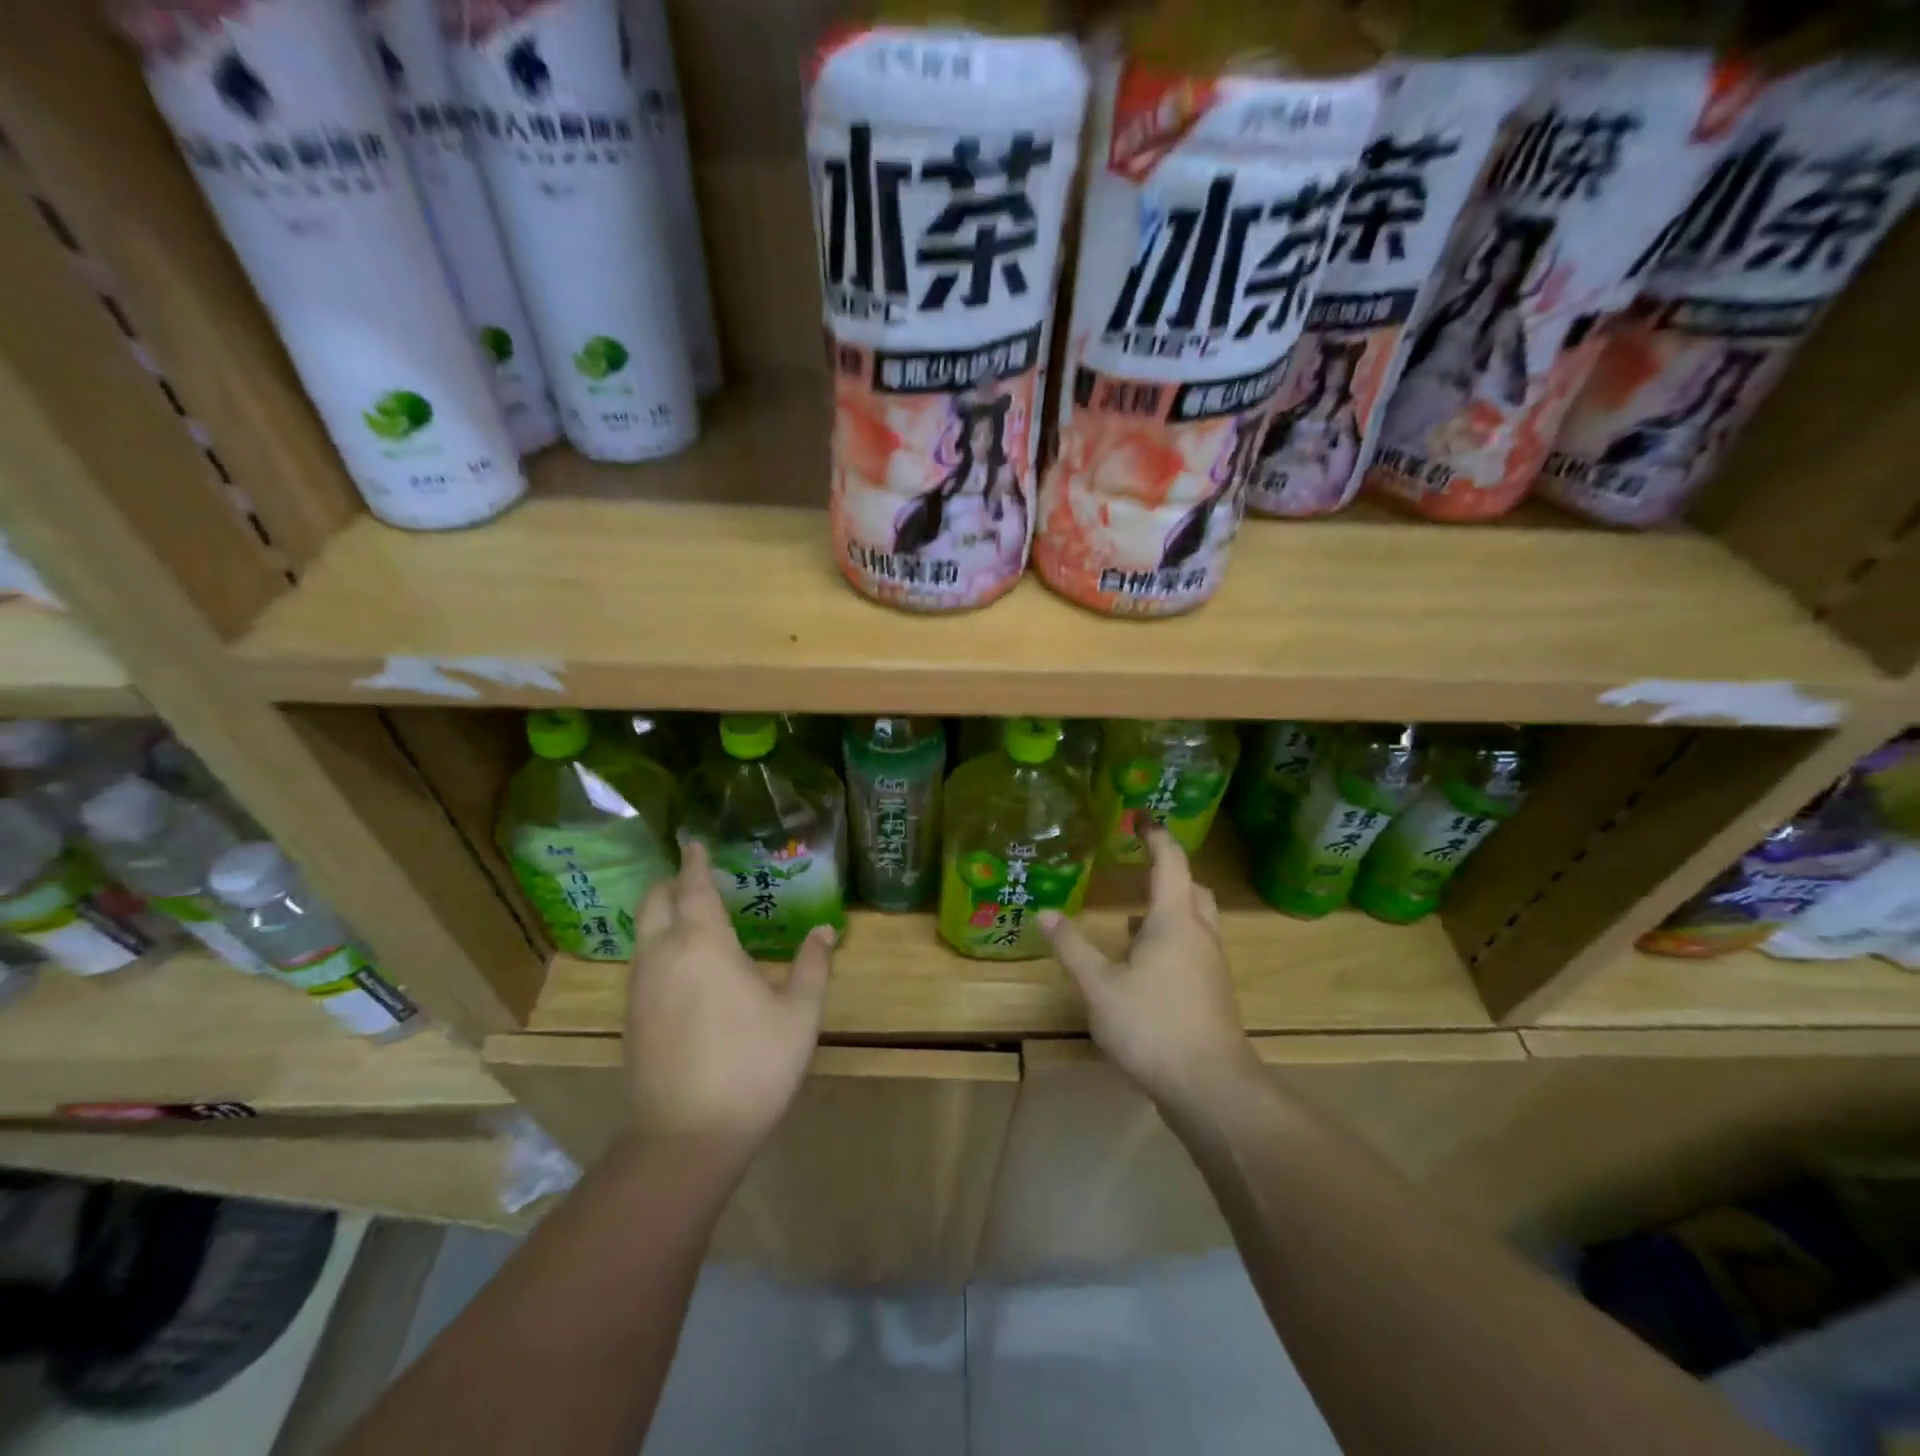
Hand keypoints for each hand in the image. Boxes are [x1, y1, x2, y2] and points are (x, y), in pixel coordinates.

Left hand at [623, 841, 834, 1161]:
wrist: (685, 1139)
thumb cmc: (752, 1065)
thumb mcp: (799, 1014)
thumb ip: (811, 965)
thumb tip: (825, 930)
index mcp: (703, 943)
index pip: (692, 887)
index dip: (695, 862)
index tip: (695, 842)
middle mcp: (662, 955)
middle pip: (654, 902)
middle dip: (672, 883)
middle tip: (695, 877)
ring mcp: (639, 988)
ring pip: (643, 933)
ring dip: (662, 914)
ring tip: (692, 917)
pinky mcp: (630, 1018)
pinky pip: (642, 962)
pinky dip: (658, 945)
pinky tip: (683, 966)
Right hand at [1040, 830, 1263, 1122]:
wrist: (1211, 1087)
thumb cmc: (1152, 1026)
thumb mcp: (1099, 987)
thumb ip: (1072, 948)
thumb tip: (1045, 914)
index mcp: (1175, 919)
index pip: (1170, 861)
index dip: (1155, 834)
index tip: (1140, 817)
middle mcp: (1200, 933)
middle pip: (1191, 887)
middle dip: (1169, 871)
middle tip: (1141, 865)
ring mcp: (1212, 964)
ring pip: (1196, 919)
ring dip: (1170, 908)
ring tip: (1134, 917)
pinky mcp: (1214, 992)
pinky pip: (1195, 946)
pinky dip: (1173, 938)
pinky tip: (1146, 963)